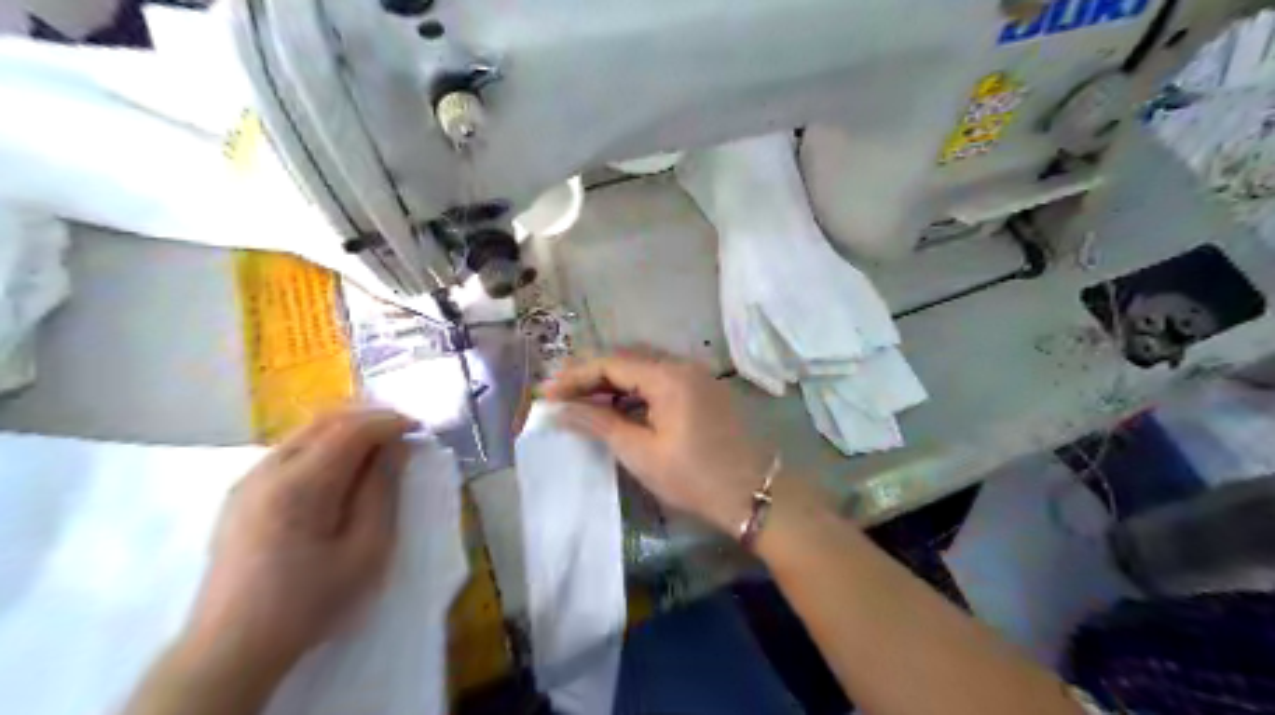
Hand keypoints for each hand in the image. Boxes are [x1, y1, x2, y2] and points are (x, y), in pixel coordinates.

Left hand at [181, 408, 411, 675]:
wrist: (231, 648)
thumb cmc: (309, 602)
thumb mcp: (365, 551)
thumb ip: (382, 492)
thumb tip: (397, 448)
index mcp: (299, 486)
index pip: (351, 430)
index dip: (390, 422)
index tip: (420, 429)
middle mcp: (267, 470)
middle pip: (325, 421)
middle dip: (370, 417)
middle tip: (405, 430)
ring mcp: (248, 480)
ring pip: (305, 432)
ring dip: (347, 429)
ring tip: (381, 445)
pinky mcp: (242, 494)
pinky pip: (291, 450)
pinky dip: (325, 444)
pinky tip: (344, 466)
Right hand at [544, 351, 772, 536]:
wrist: (756, 494)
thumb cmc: (695, 477)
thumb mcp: (641, 453)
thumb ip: (599, 423)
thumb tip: (560, 410)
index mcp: (669, 376)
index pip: (611, 362)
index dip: (575, 376)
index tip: (546, 393)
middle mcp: (684, 365)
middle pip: (627, 358)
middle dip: (590, 374)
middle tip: (559, 394)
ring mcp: (697, 376)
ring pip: (644, 368)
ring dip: (612, 382)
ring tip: (581, 401)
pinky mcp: (704, 390)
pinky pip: (661, 380)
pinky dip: (635, 390)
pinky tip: (618, 407)